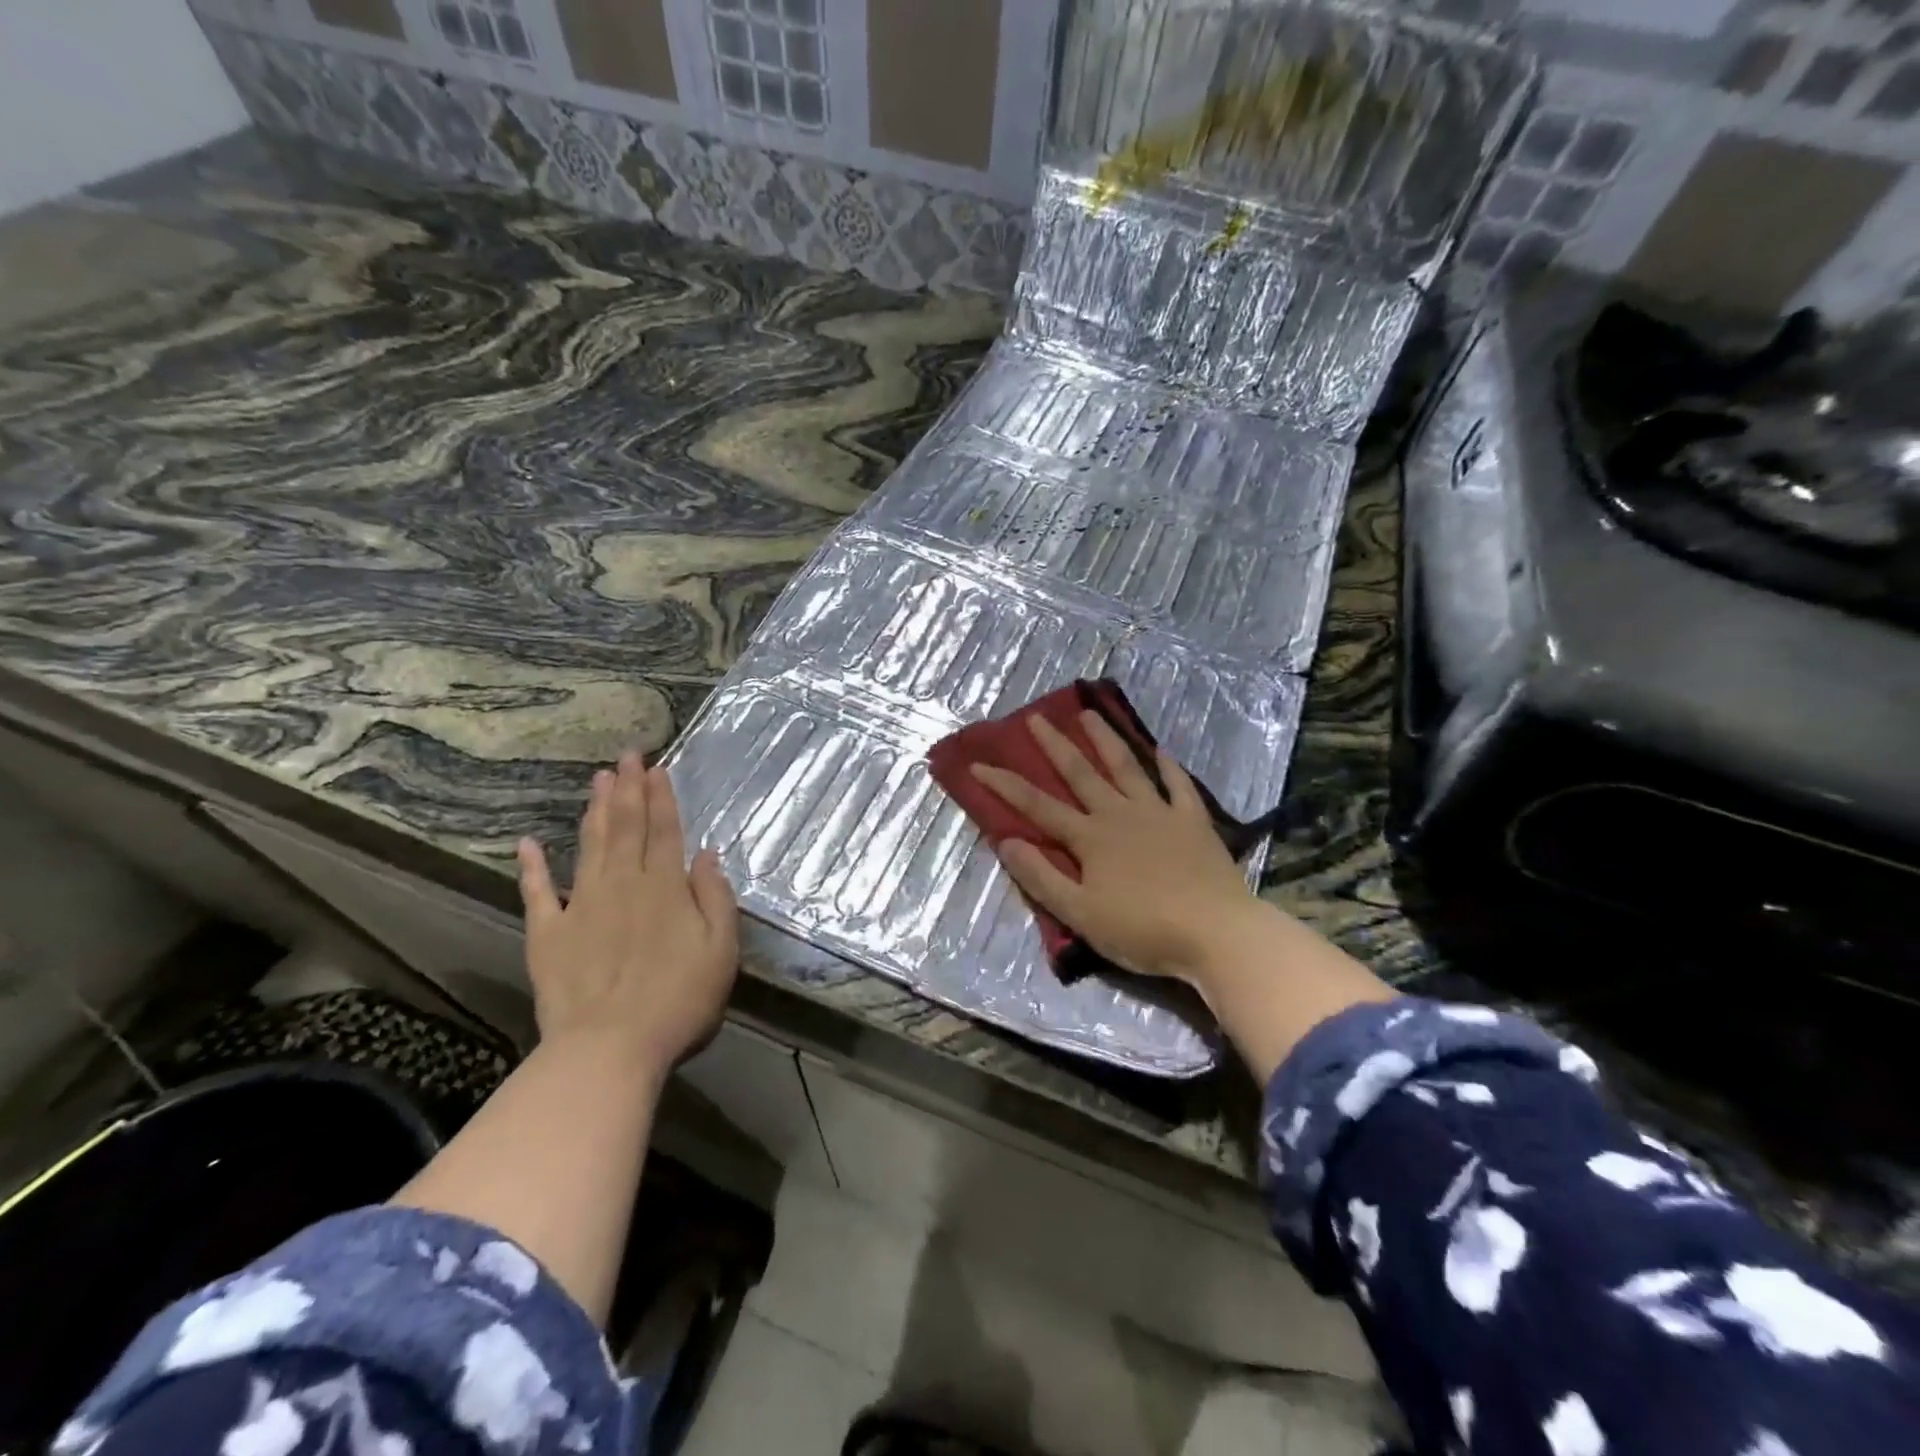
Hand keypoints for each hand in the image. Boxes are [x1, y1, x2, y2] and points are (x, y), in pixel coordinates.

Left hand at [517, 752, 738, 1076]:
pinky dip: (532, 866)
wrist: (609, 1048)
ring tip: (597, 779)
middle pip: (626, 828)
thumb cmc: (678, 1001)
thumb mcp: (721, 950)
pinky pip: (538, 893)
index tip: (656, 767)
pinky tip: (528, 843)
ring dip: (594, 811)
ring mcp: (582, 906)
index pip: (664, 831)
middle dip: (627, 789)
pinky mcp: (549, 933)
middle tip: (626, 756)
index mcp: (665, 888)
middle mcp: (623, 885)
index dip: (661, 797)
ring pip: (590, 847)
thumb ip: (715, 898)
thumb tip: (707, 854)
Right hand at [970, 711, 1258, 986]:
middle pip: (1081, 773)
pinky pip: (1178, 786)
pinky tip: (1162, 751)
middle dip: (1055, 745)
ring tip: (1090, 714)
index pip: (1037, 806)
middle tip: (1036, 717)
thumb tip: (1005, 841)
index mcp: (1090, 837)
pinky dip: (1169, 767)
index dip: (1005, 785)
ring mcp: (1159, 813)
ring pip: (1127, 768)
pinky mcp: (1193, 822)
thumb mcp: (1080, 913)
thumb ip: (1041, 877)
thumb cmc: (1142, 930)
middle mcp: (1120, 814)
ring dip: (1106, 740)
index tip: (979, 763)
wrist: (1216, 933)